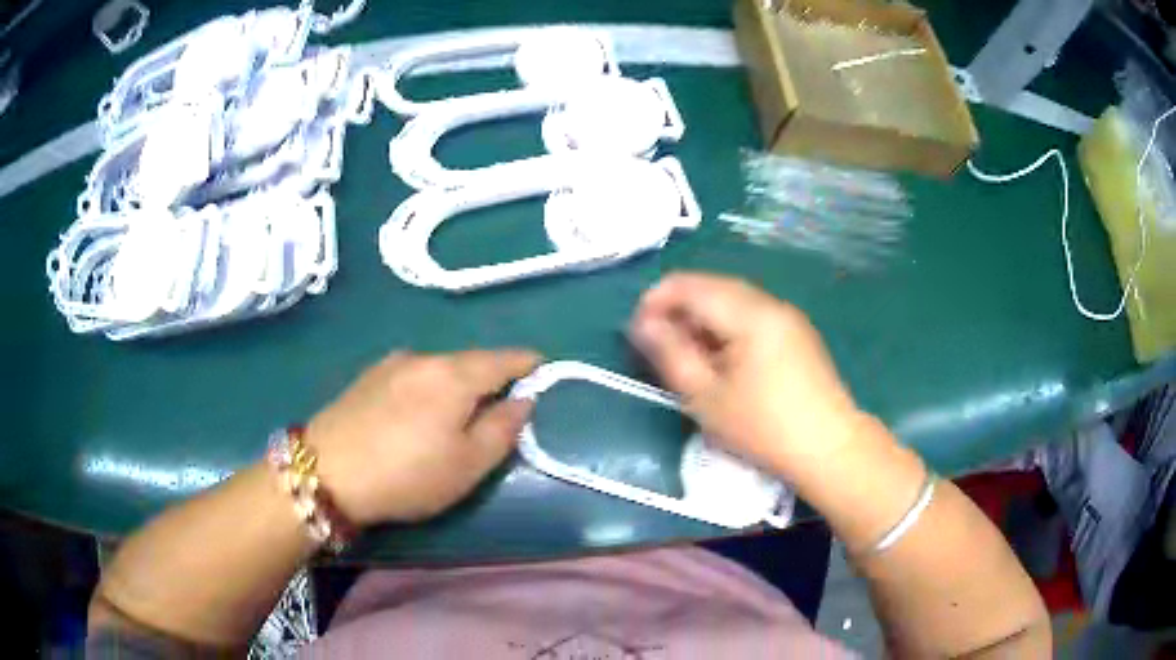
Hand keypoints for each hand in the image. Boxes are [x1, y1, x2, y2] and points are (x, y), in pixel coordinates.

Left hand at [305, 350, 540, 524]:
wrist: (326, 472)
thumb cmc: (406, 475)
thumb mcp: (467, 465)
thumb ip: (502, 429)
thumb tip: (523, 400)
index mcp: (453, 376)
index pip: (502, 359)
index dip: (526, 362)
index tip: (542, 366)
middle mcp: (423, 358)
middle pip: (469, 361)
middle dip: (490, 375)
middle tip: (501, 401)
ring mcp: (391, 364)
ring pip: (439, 367)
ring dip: (456, 382)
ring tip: (457, 411)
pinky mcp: (367, 376)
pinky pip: (413, 374)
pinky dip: (428, 386)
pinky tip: (418, 412)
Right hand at [630, 273, 863, 478]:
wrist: (829, 446)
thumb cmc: (763, 427)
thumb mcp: (706, 397)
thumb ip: (670, 354)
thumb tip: (643, 324)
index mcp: (748, 312)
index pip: (688, 285)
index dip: (655, 302)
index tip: (637, 333)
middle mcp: (769, 302)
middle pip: (711, 287)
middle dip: (677, 309)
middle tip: (658, 347)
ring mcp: (787, 315)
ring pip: (731, 300)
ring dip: (701, 317)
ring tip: (687, 355)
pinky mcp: (796, 332)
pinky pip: (751, 314)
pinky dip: (726, 326)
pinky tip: (721, 358)